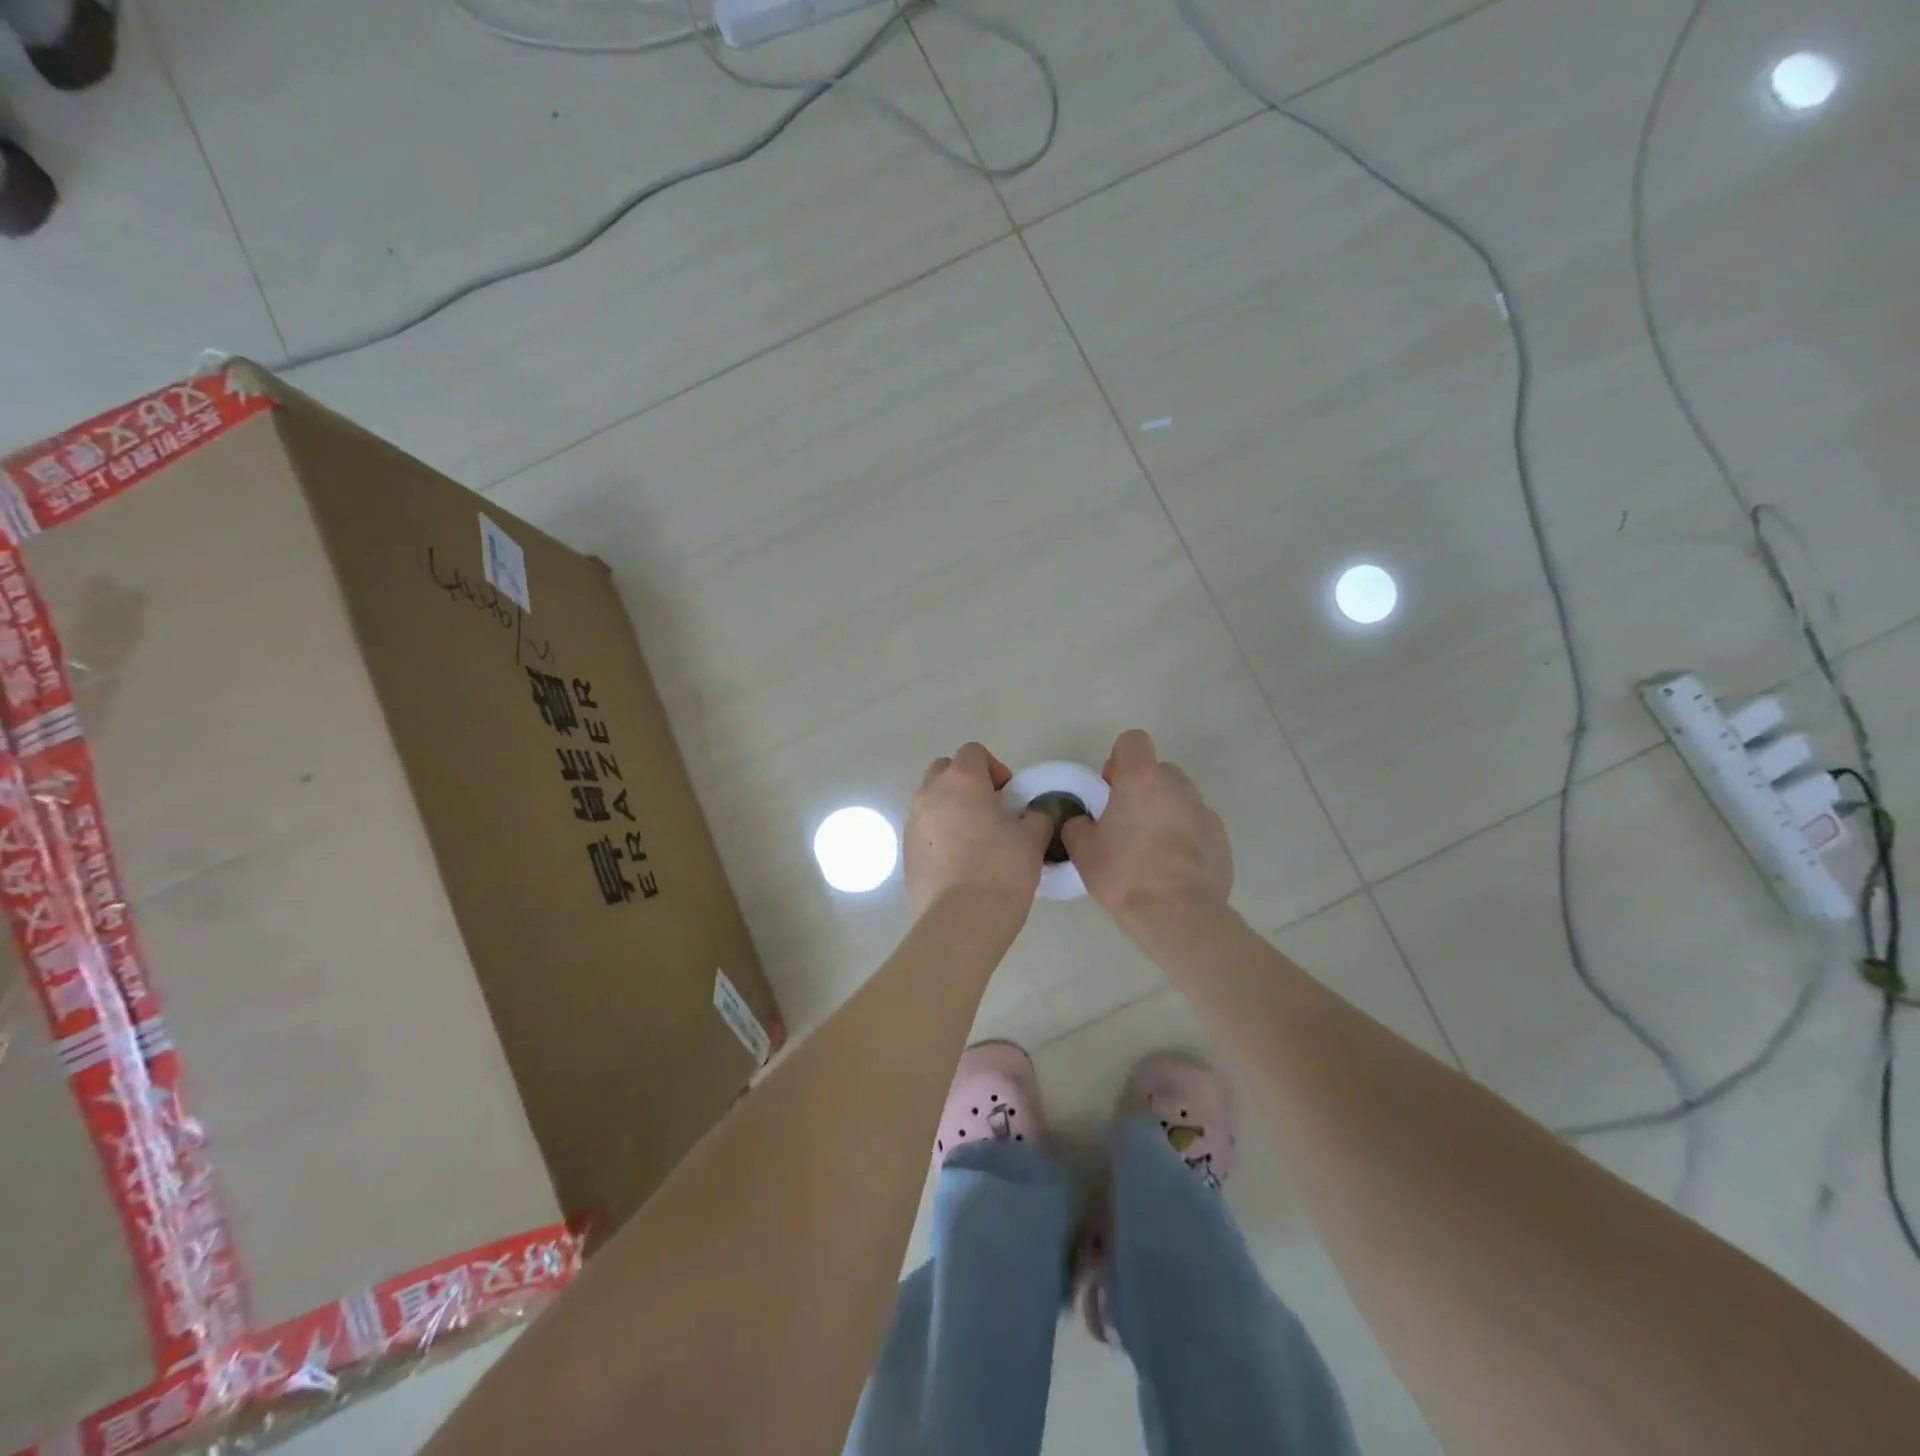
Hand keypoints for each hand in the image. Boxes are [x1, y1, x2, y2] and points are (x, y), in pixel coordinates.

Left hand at [905, 743, 1053, 916]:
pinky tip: (959, 863)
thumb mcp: (1033, 838)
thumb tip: (1031, 816)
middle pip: (945, 770)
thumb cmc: (1002, 869)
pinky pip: (924, 830)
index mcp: (962, 781)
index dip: (994, 768)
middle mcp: (930, 794)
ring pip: (931, 801)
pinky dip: (939, 835)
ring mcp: (912, 823)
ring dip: (951, 809)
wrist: (962, 919)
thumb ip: (1035, 816)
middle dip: (966, 783)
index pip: (974, 752)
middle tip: (990, 810)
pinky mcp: (905, 852)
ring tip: (975, 839)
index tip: (1009, 795)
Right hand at [1061, 730, 1232, 927]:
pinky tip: (1173, 867)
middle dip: (1142, 788)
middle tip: (1126, 823)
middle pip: (1157, 770)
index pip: (1132, 740)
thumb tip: (1083, 821)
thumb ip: (1077, 824)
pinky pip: (1196, 824)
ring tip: (1151, 848)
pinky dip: (1185, 835)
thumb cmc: (1125, 875)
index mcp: (1141, 779)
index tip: (1110, 791)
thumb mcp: (1082, 851)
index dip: (1118, 760)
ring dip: (1164, 811)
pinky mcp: (1221, 836)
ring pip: (1178, 797)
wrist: (1179, 915)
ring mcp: (1203, 810)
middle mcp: (1177, 785)